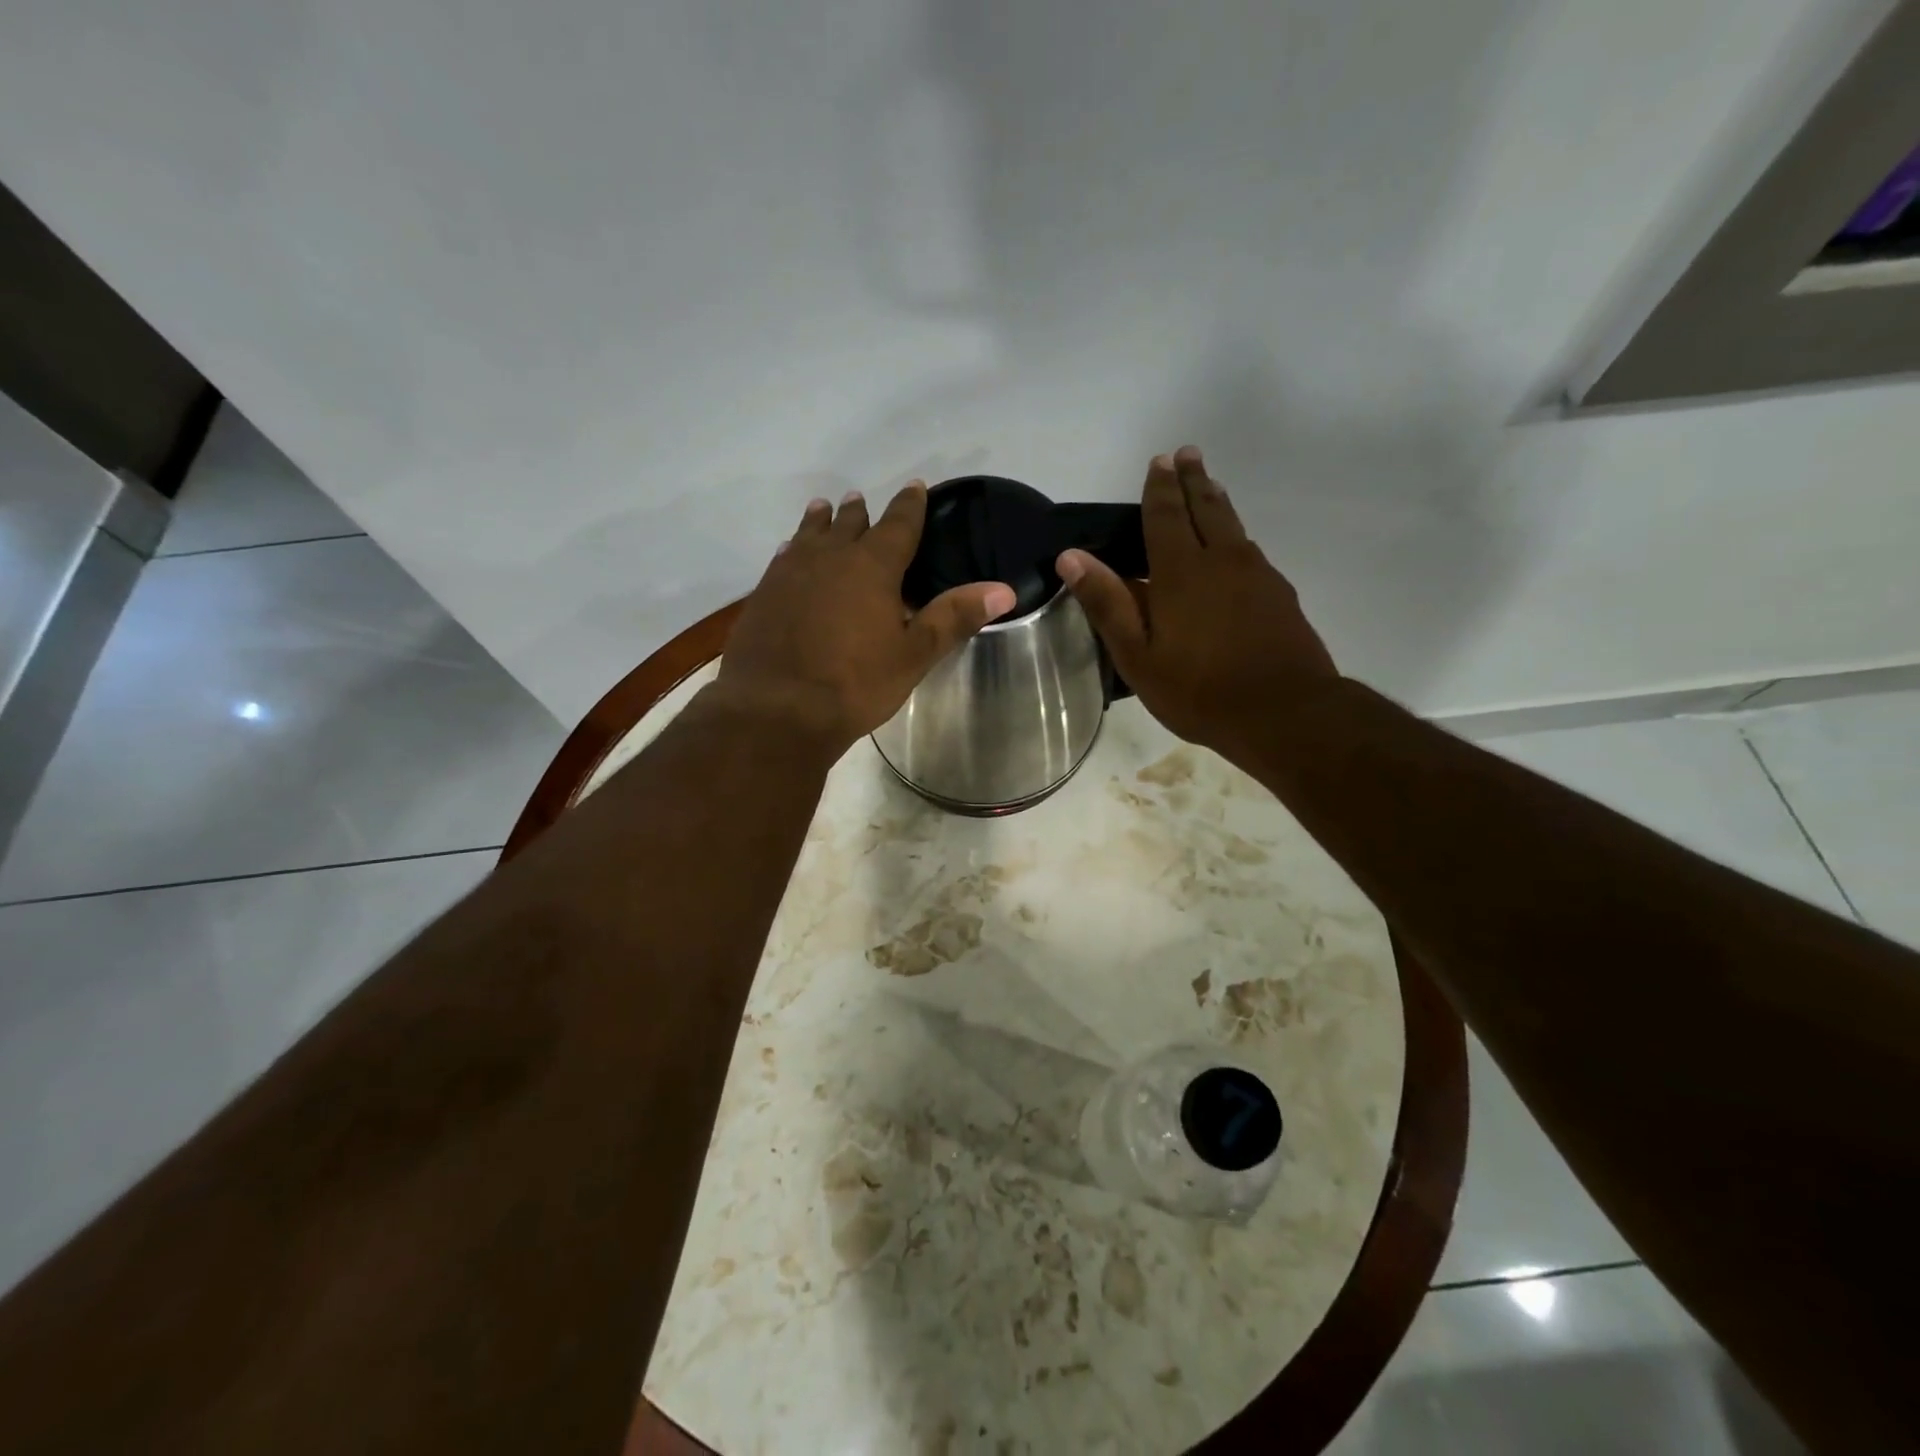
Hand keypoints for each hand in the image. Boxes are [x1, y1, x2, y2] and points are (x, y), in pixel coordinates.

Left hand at [712, 486, 1014, 753]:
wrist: (776, 710)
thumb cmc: (855, 684)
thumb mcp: (914, 655)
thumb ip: (954, 618)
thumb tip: (1004, 589)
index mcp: (872, 567)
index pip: (898, 525)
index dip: (910, 505)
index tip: (915, 487)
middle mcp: (829, 559)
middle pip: (848, 525)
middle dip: (859, 512)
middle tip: (860, 499)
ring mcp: (790, 574)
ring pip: (809, 536)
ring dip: (820, 522)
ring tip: (823, 509)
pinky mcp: (763, 596)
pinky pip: (782, 559)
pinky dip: (793, 550)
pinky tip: (788, 553)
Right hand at [1057, 447, 1337, 763]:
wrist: (1285, 713)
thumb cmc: (1199, 690)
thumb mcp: (1138, 656)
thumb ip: (1107, 604)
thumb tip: (1071, 556)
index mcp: (1181, 572)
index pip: (1166, 516)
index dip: (1160, 488)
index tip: (1160, 460)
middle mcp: (1222, 560)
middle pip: (1206, 507)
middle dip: (1193, 480)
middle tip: (1187, 454)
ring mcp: (1257, 575)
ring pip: (1233, 526)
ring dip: (1217, 502)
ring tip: (1209, 487)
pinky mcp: (1280, 594)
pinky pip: (1251, 550)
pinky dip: (1236, 535)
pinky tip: (1235, 547)